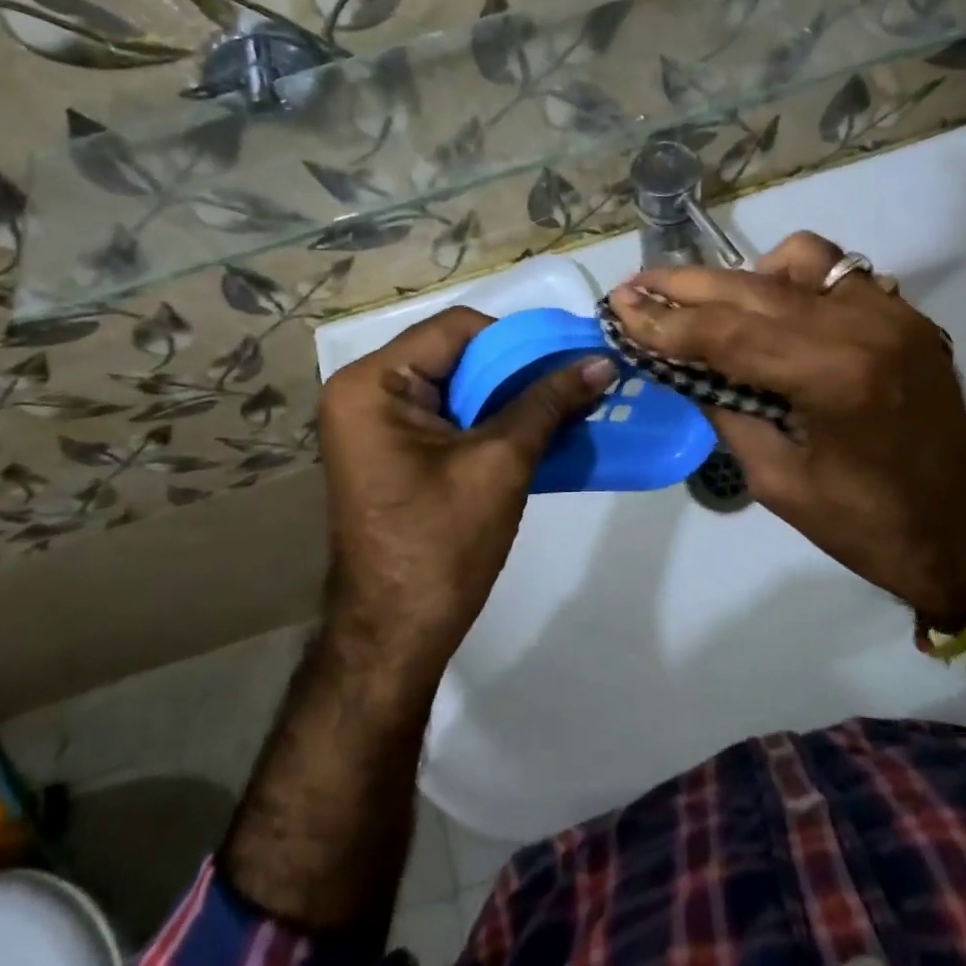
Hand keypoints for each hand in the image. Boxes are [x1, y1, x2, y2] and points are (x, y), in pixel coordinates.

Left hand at [317, 306, 614, 679]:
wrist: (396, 636)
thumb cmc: (441, 545)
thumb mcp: (501, 463)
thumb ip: (549, 402)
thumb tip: (602, 361)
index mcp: (372, 384)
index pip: (457, 329)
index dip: (518, 338)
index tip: (568, 356)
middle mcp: (362, 392)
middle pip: (455, 354)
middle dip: (517, 368)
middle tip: (574, 377)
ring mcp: (372, 423)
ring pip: (456, 384)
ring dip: (508, 394)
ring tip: (563, 401)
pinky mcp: (390, 450)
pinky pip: (447, 415)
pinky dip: (489, 418)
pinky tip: (534, 429)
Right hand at [607, 233, 965, 630]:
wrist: (965, 530)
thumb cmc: (865, 525)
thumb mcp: (775, 479)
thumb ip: (725, 408)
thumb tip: (679, 363)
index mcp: (834, 377)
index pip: (727, 332)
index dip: (664, 320)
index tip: (618, 307)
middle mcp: (865, 326)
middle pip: (753, 286)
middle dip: (685, 285)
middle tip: (637, 287)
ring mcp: (891, 311)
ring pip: (797, 258)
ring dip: (743, 277)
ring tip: (712, 304)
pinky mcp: (903, 313)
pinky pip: (836, 271)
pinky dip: (793, 280)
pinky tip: (775, 308)